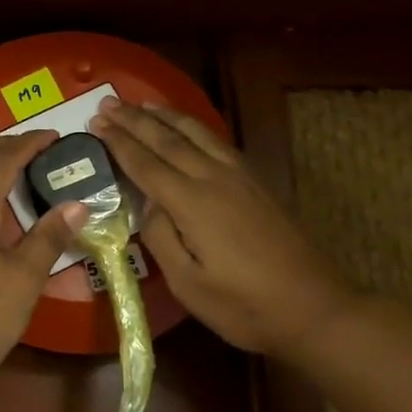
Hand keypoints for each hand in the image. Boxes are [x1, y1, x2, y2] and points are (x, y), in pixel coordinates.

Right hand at [90, 99, 353, 360]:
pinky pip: (217, 141)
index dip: (119, 143)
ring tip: (141, 103)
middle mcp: (215, 179)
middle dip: (135, 120)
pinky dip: (194, 126)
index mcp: (192, 204)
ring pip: (196, 133)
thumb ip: (160, 238)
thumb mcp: (188, 284)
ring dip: (166, 115)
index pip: (146, 164)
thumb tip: (148, 205)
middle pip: (168, 140)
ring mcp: (240, 177)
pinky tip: (187, 127)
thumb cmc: (244, 306)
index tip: (96, 123)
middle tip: (108, 103)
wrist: (315, 308)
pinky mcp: (256, 183)